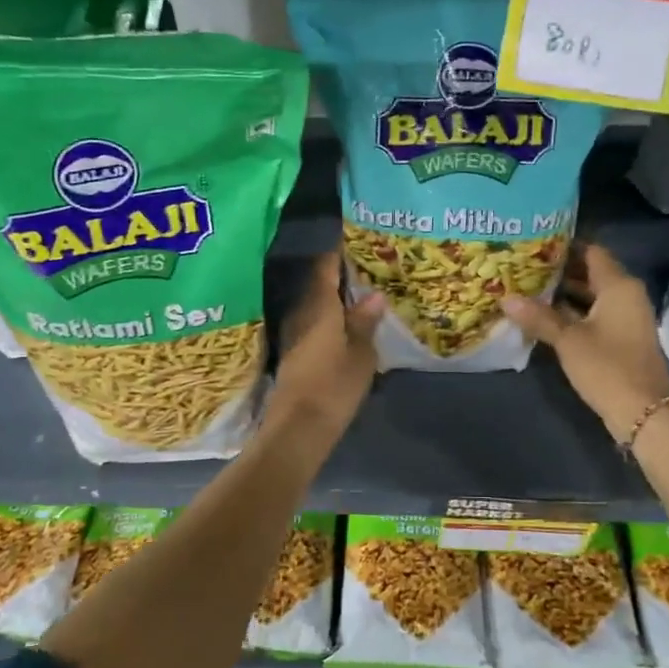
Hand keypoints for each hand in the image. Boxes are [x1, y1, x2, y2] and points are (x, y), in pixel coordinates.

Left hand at [268, 250, 383, 438]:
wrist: (298, 428)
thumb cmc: (334, 386)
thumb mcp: (360, 354)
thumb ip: (365, 322)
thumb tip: (374, 295)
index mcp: (320, 306)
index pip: (326, 268)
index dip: (337, 252)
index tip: (352, 239)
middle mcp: (302, 314)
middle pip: (319, 286)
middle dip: (338, 276)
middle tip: (364, 267)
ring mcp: (294, 335)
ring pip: (315, 307)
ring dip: (333, 299)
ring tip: (359, 294)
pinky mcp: (294, 355)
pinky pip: (313, 325)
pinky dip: (328, 319)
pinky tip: (344, 325)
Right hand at [503, 243, 668, 439]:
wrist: (644, 413)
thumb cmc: (607, 367)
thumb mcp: (568, 340)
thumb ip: (538, 317)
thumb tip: (505, 298)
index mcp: (619, 286)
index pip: (591, 251)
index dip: (564, 245)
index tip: (534, 243)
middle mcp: (626, 295)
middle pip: (591, 272)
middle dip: (559, 270)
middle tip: (523, 265)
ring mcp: (625, 317)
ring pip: (591, 295)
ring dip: (563, 293)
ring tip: (527, 287)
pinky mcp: (621, 337)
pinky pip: (594, 313)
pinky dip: (572, 312)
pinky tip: (544, 316)